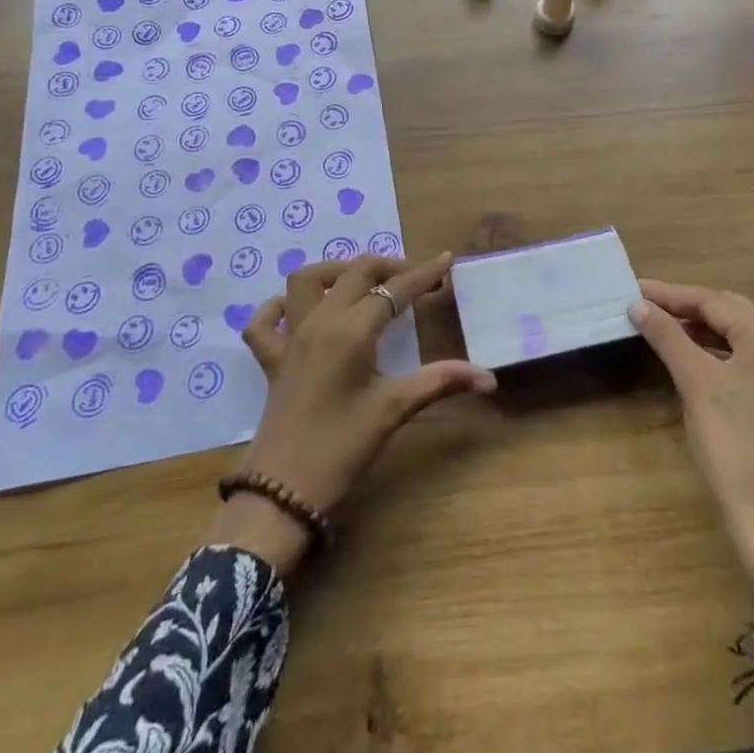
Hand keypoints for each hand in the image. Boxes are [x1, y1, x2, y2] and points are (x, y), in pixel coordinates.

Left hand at [207, 253, 495, 574]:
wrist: (282, 492)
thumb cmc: (342, 448)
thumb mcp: (394, 410)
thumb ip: (440, 382)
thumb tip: (488, 377)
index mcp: (351, 330)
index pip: (394, 290)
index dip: (423, 274)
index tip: (446, 260)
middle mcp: (319, 322)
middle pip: (355, 273)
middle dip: (389, 267)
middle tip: (417, 279)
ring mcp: (290, 338)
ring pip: (305, 281)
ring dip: (336, 272)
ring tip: (363, 284)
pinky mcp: (271, 360)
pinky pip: (265, 321)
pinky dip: (279, 307)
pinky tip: (297, 311)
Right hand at [630, 280, 753, 671]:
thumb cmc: (733, 445)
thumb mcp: (695, 382)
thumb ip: (667, 336)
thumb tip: (638, 304)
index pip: (714, 301)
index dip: (671, 293)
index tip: (633, 287)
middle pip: (730, 314)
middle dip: (686, 307)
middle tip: (644, 303)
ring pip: (739, 339)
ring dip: (700, 331)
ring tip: (660, 327)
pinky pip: (747, 364)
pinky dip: (716, 355)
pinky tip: (690, 360)